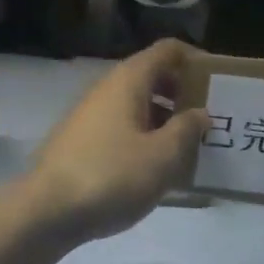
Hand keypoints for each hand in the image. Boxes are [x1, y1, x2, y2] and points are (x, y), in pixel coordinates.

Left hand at [13, 38, 209, 244]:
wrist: (45, 212)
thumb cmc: (111, 176)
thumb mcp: (163, 156)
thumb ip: (187, 130)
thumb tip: (199, 113)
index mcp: (129, 81)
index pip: (168, 51)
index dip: (195, 59)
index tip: (218, 82)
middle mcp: (107, 89)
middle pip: (153, 77)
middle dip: (183, 93)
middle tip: (210, 118)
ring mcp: (90, 115)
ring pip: (137, 105)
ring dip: (165, 119)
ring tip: (189, 147)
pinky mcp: (81, 142)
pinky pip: (122, 127)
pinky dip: (144, 137)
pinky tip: (156, 168)